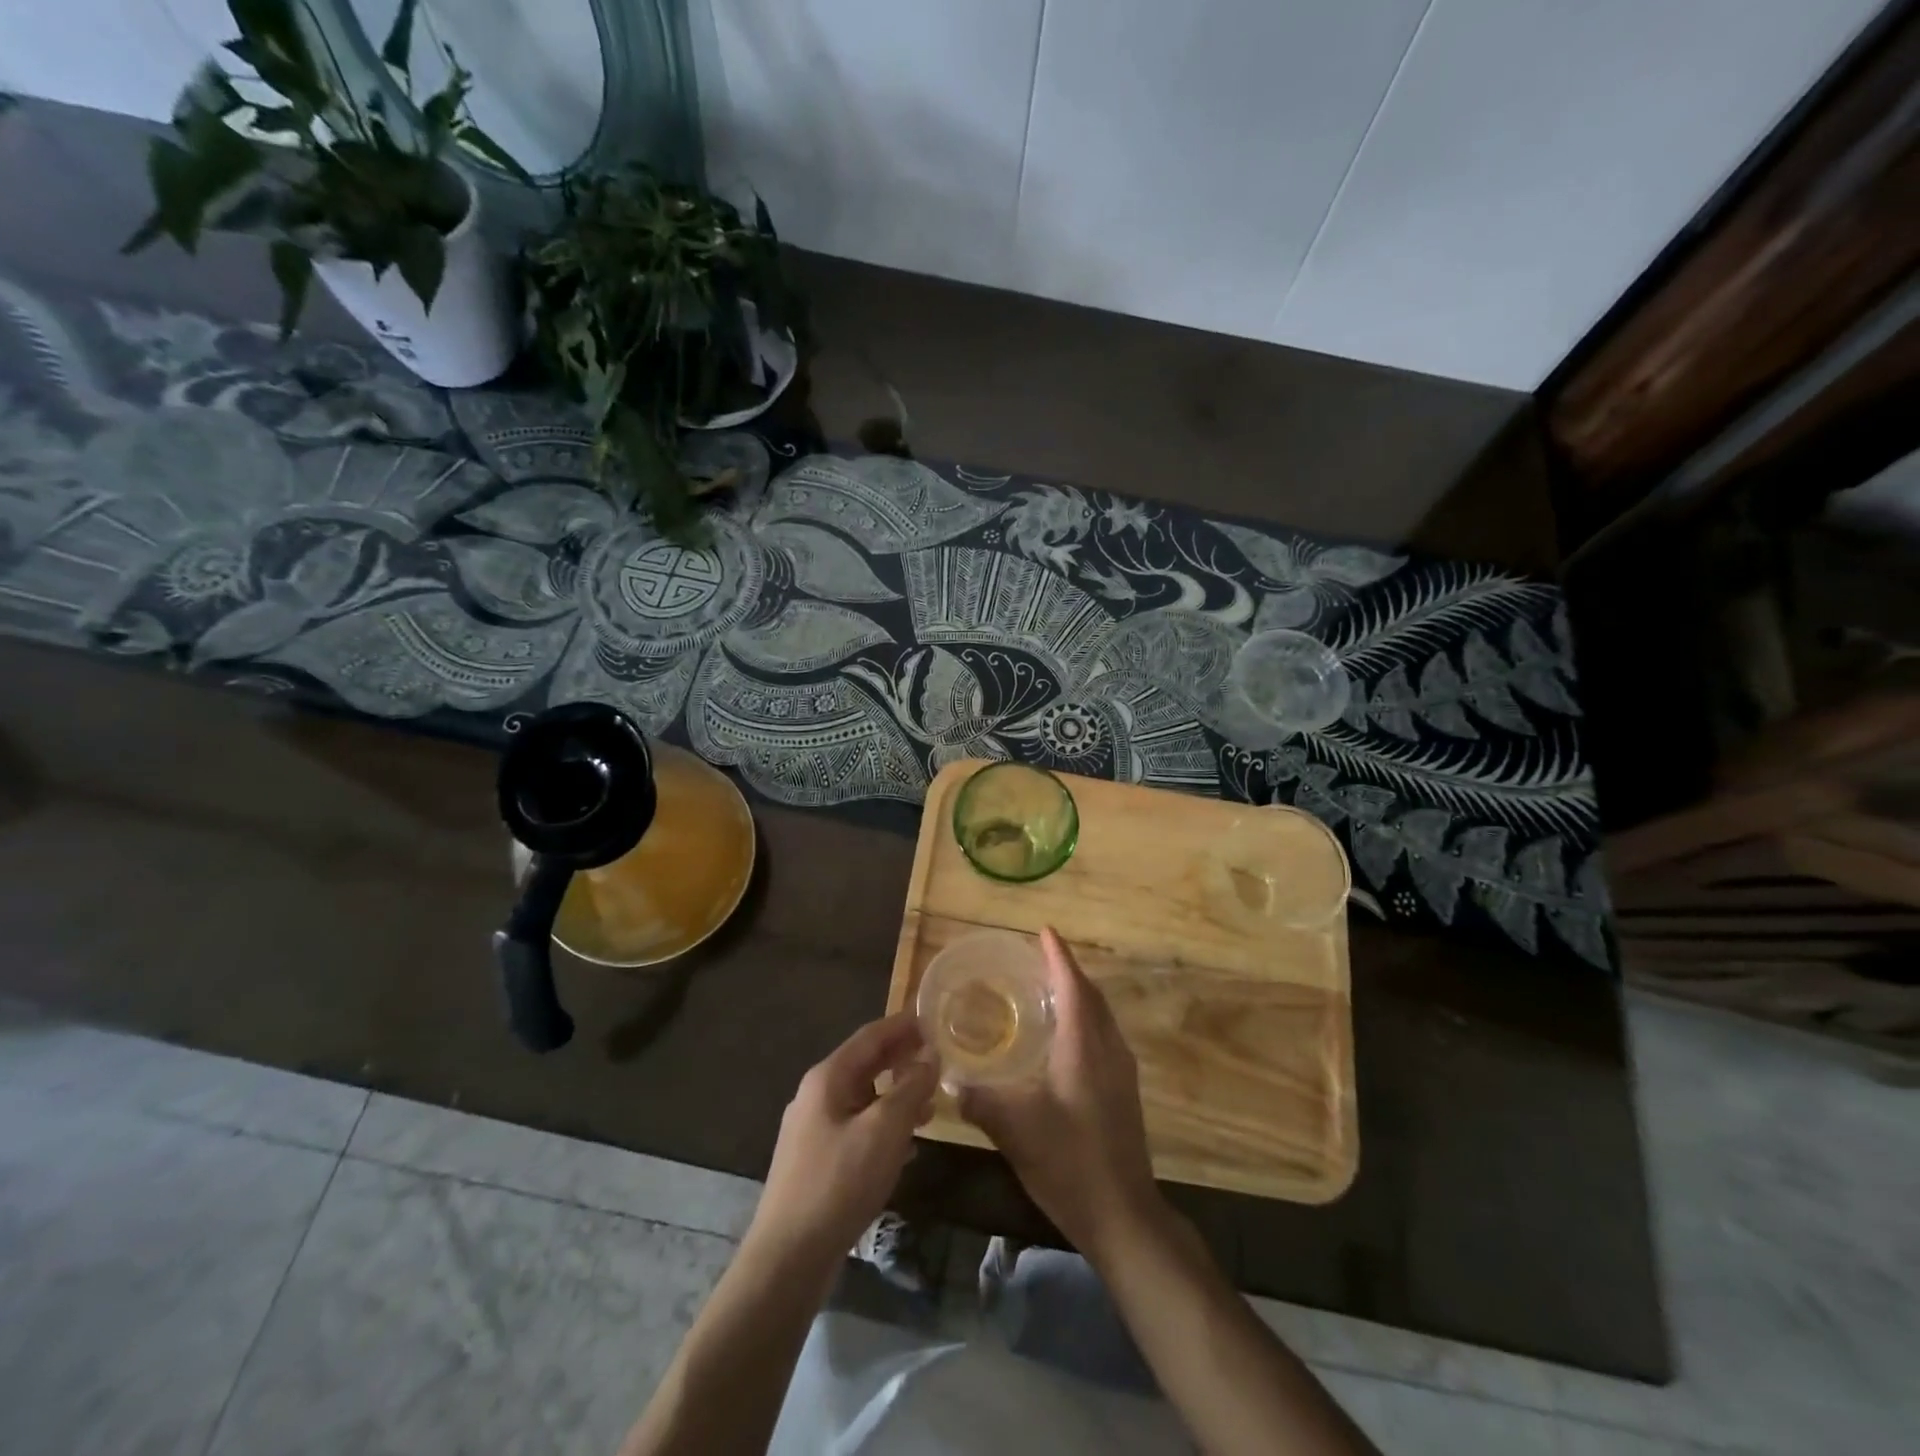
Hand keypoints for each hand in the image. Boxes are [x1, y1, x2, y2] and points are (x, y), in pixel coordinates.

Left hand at [748, 1012, 937, 1270]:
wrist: (788, 1257)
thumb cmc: (839, 1182)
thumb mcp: (885, 1130)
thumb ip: (910, 1088)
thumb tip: (930, 1055)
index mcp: (827, 1077)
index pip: (870, 1035)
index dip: (903, 1025)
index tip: (933, 1018)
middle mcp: (816, 1095)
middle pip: (865, 1063)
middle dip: (901, 1057)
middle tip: (937, 1055)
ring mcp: (813, 1128)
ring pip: (863, 1097)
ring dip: (896, 1093)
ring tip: (931, 1100)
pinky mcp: (816, 1160)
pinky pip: (857, 1126)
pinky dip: (884, 1124)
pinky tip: (907, 1144)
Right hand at [959, 926, 1165, 1267]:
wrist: (1124, 1215)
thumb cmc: (1069, 1163)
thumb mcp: (1014, 1130)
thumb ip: (979, 1100)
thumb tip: (949, 1079)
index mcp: (1085, 1047)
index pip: (1073, 986)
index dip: (1058, 957)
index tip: (1044, 931)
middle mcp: (1108, 1050)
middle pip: (1091, 996)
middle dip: (1068, 971)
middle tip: (1039, 957)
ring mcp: (1121, 1071)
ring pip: (1101, 1017)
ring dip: (1079, 995)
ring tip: (1048, 988)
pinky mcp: (1123, 1091)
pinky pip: (1104, 1036)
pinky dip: (1085, 1020)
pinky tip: (1064, 1038)